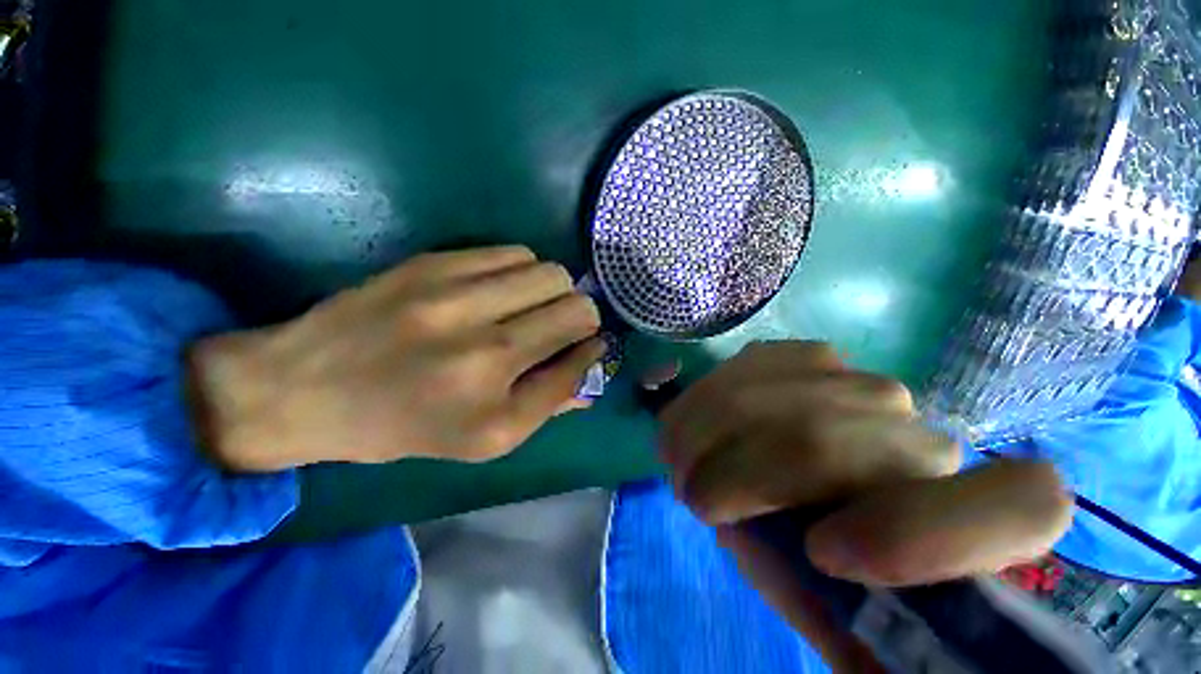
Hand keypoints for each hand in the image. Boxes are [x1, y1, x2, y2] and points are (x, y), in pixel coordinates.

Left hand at [189, 246, 603, 470]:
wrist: (304, 387)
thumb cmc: (403, 425)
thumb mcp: (483, 438)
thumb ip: (548, 401)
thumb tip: (593, 361)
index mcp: (493, 401)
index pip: (578, 354)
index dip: (592, 346)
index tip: (587, 345)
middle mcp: (482, 347)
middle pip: (575, 305)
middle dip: (579, 315)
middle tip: (558, 326)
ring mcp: (454, 295)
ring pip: (550, 272)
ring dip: (552, 291)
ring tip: (528, 305)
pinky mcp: (433, 262)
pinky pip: (514, 252)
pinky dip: (522, 271)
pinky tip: (502, 287)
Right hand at [659, 341, 1073, 670]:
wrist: (804, 484)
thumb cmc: (818, 561)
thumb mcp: (822, 607)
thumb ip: (828, 604)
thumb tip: (801, 555)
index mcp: (966, 524)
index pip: (1023, 505)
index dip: (925, 535)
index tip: (822, 552)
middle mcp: (923, 436)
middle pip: (815, 441)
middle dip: (730, 472)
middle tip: (690, 496)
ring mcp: (860, 381)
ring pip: (769, 397)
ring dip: (705, 430)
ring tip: (683, 458)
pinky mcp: (809, 354)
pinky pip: (748, 365)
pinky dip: (708, 396)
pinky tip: (703, 417)